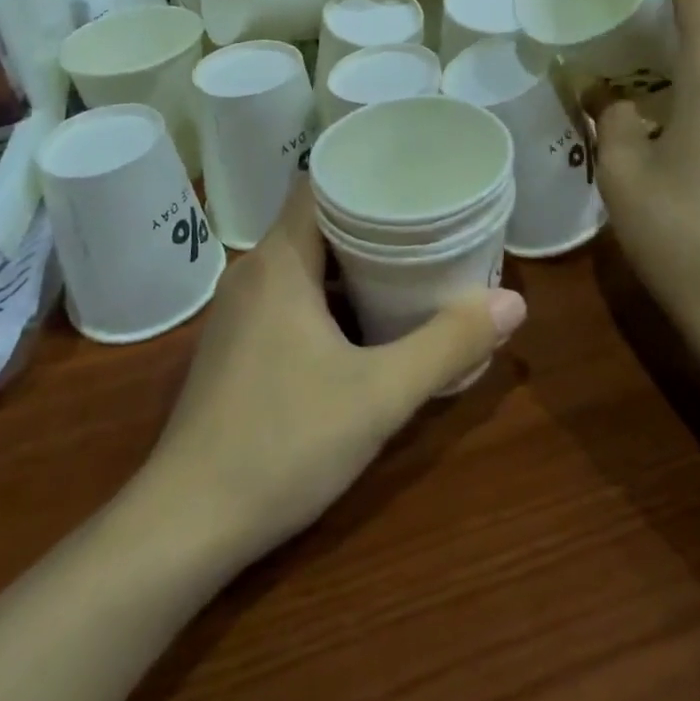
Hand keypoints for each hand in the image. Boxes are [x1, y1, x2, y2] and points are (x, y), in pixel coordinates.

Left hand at [144, 181, 526, 563]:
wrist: (184, 526)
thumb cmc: (283, 443)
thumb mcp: (380, 395)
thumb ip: (448, 345)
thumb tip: (514, 302)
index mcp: (279, 262)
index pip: (319, 184)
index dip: (365, 174)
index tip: (415, 181)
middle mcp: (253, 274)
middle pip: (317, 222)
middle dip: (373, 222)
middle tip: (430, 224)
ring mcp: (239, 313)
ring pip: (304, 264)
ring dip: (352, 264)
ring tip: (410, 266)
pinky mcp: (236, 348)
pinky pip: (290, 297)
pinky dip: (329, 297)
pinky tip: (365, 323)